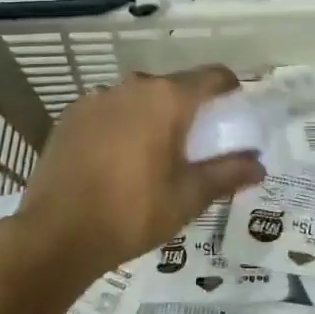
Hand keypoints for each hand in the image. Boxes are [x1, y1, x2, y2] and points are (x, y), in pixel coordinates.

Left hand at [17, 66, 264, 282]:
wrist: (54, 236)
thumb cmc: (132, 213)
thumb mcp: (188, 197)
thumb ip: (228, 174)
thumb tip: (259, 165)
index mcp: (167, 98)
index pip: (213, 76)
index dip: (230, 90)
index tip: (234, 112)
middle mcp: (133, 86)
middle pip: (174, 86)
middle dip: (189, 109)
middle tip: (194, 145)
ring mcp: (97, 97)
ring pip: (139, 98)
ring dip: (152, 116)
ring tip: (151, 155)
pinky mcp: (71, 115)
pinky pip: (109, 110)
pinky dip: (121, 125)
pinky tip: (115, 159)